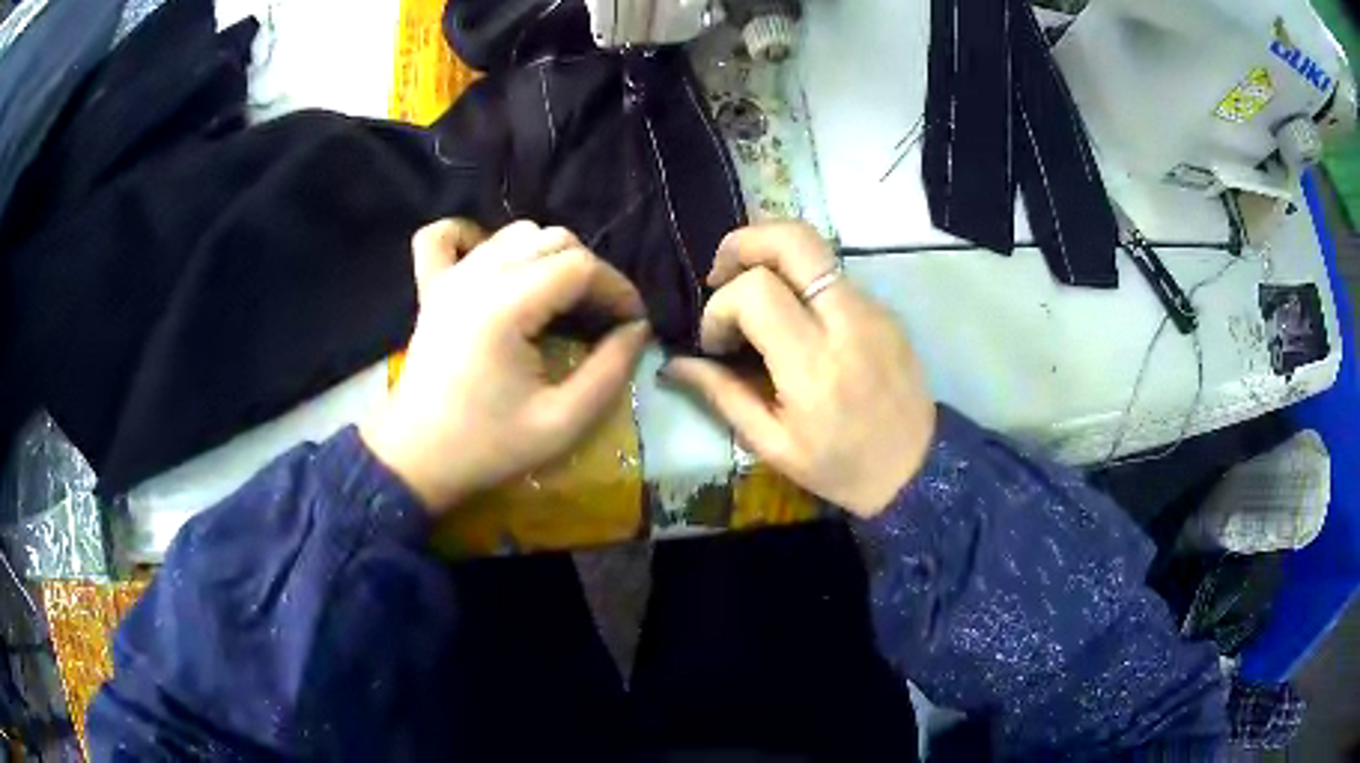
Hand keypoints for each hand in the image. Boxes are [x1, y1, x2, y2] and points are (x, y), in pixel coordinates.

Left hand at [361, 219, 649, 513]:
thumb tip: (637, 330)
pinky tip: (491, 263)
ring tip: (558, 301)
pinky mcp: (430, 286)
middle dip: (590, 273)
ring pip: (515, 233)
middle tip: (600, 319)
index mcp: (508, 305)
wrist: (416, 459)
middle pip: (554, 239)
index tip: (632, 325)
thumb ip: (611, 372)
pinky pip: (445, 236)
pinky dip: (473, 236)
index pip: (581, 266)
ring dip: (547, 257)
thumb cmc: (487, 446)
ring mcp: (450, 276)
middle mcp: (478, 275)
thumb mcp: (562, 423)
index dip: (618, 289)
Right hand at [663, 222, 935, 516]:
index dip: (721, 307)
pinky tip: (789, 316)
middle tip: (720, 273)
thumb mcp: (773, 445)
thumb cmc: (840, 468)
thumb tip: (674, 364)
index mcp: (815, 366)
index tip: (716, 342)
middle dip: (744, 242)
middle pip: (794, 240)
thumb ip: (723, 395)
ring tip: (749, 293)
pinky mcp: (885, 309)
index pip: (757, 291)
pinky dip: (799, 279)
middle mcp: (848, 323)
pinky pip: (833, 274)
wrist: (917, 470)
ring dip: (770, 256)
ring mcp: (872, 310)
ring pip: (815, 248)